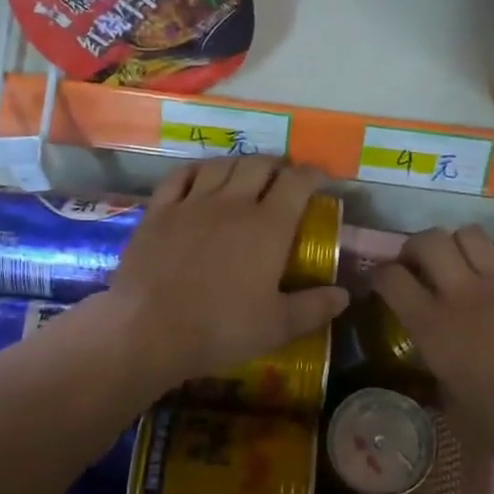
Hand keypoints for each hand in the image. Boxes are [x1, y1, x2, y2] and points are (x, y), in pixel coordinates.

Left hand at [98, 157, 348, 390]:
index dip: (313, 175)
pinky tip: (202, 176)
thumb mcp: (277, 327)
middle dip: (278, 165)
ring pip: (222, 164)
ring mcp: (192, 202)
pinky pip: (181, 176)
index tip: (321, 179)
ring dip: (241, 163)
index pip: (297, 183)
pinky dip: (198, 170)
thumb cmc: (220, 329)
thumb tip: (344, 295)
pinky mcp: (159, 210)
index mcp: (268, 226)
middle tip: (284, 178)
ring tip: (247, 173)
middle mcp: (232, 203)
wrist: (148, 329)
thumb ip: (314, 308)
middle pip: (259, 165)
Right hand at [370, 227, 493, 477]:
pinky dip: (492, 261)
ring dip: (455, 244)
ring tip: (456, 265)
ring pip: (469, 233)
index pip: (391, 278)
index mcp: (433, 326)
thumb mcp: (456, 411)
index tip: (379, 285)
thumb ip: (440, 380)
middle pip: (428, 239)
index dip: (378, 276)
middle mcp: (463, 294)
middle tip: (416, 266)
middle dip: (414, 247)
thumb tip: (439, 371)